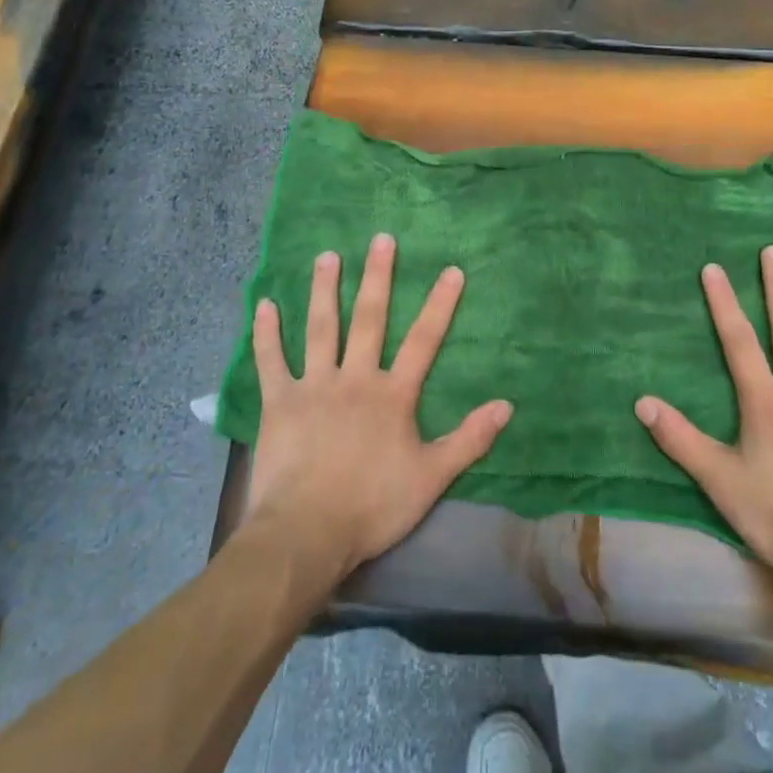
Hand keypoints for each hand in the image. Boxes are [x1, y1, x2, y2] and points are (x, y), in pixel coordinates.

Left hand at [244, 234, 512, 581]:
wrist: (307, 533)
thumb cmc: (373, 505)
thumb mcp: (432, 477)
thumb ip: (469, 439)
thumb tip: (507, 405)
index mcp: (392, 395)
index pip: (424, 341)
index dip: (440, 305)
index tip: (451, 270)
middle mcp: (355, 378)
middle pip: (369, 320)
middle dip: (378, 277)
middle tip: (381, 239)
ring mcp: (314, 386)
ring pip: (321, 328)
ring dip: (325, 290)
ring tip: (328, 256)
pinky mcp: (279, 402)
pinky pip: (272, 361)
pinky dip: (266, 333)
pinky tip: (264, 305)